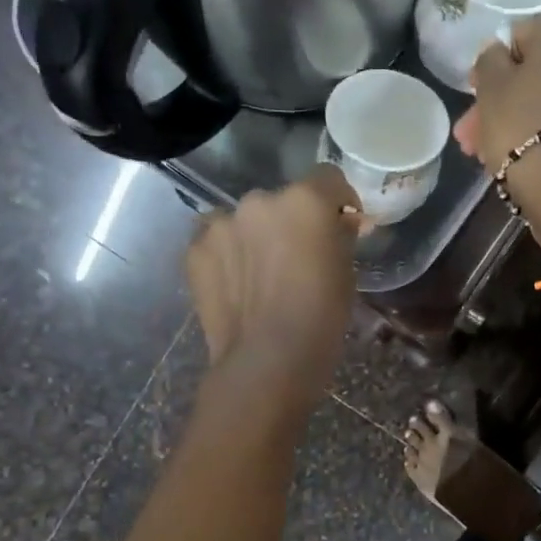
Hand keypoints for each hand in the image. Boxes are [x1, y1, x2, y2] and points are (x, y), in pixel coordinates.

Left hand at [184, 165, 359, 409]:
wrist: (267, 361)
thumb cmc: (321, 319)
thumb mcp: (346, 273)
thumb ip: (340, 236)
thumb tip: (341, 222)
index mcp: (305, 200)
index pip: (328, 179)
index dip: (338, 201)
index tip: (341, 226)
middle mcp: (260, 200)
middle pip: (282, 200)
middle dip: (292, 222)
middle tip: (298, 258)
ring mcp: (221, 223)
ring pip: (245, 220)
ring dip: (256, 236)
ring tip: (261, 275)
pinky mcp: (194, 250)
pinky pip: (217, 241)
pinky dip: (228, 256)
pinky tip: (236, 286)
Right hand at [452, 15, 540, 230]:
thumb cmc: (521, 125)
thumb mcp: (490, 87)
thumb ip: (490, 60)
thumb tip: (498, 52)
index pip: (519, 35)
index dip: (492, 64)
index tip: (474, 92)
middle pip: (536, 73)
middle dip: (502, 101)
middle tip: (473, 132)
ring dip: (518, 120)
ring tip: (487, 153)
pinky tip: (519, 157)